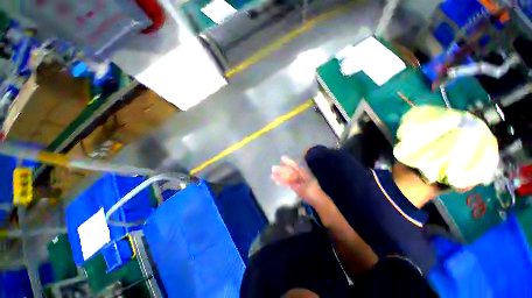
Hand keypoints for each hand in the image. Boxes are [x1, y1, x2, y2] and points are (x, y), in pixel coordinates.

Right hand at [271, 156, 327, 207]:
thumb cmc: (313, 194)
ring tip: (272, 174)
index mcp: (304, 174)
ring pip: (287, 177)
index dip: (288, 162)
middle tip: (273, 168)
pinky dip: (282, 182)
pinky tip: (277, 181)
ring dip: (280, 176)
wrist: (318, 202)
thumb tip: (288, 178)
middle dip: (281, 169)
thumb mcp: (304, 189)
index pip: (295, 167)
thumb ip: (296, 184)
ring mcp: (298, 182)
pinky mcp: (296, 187)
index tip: (282, 158)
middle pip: (289, 171)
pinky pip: (288, 183)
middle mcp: (300, 176)